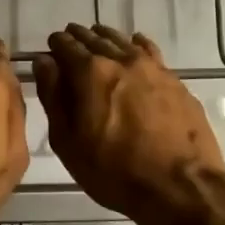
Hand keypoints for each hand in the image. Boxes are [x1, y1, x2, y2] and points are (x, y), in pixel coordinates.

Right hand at [32, 24, 224, 224]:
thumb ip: (53, 96)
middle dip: (78, 37)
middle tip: (69, 39)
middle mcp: (120, 59)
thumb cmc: (114, 170)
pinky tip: (134, 44)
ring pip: (122, 41)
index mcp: (89, 72)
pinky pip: (150, 51)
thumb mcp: (68, 141)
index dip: (55, 45)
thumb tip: (44, 63)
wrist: (180, 187)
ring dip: (105, 37)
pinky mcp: (174, 80)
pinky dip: (136, 44)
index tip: (50, 48)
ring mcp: (152, 68)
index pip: (65, 45)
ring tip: (97, 38)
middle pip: (94, 38)